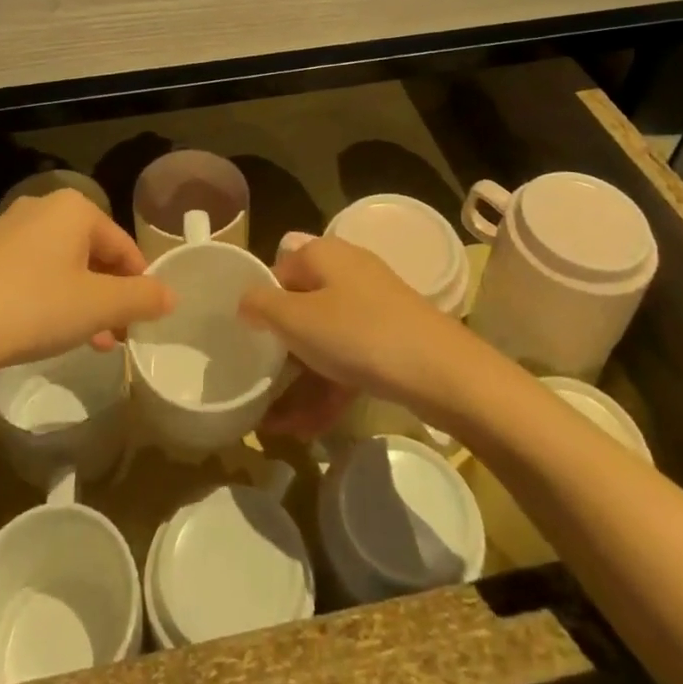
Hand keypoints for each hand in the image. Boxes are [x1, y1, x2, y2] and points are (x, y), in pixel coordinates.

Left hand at [0, 189, 173, 378]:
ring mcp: (10, 227)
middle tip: (115, 338)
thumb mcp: (97, 307)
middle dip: (109, 295)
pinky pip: (34, 270)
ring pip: (64, 264)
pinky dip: (50, 297)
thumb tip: (171, 295)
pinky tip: (46, 331)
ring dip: (82, 301)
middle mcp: (43, 206)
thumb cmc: (32, 309)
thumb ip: (141, 298)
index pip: (124, 247)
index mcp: (75, 208)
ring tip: (87, 342)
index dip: (139, 286)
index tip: (141, 324)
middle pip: (94, 252)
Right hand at [239, 236, 472, 430]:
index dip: (258, 305)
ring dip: (297, 381)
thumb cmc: (358, 333)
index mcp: (322, 254)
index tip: (241, 341)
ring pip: (323, 340)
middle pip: (300, 307)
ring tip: (272, 425)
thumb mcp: (297, 319)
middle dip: (277, 352)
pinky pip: (346, 361)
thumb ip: (262, 306)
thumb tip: (245, 300)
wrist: (441, 371)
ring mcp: (370, 308)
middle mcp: (345, 273)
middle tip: (255, 384)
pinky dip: (325, 389)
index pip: (277, 271)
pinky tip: (302, 429)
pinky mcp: (388, 340)